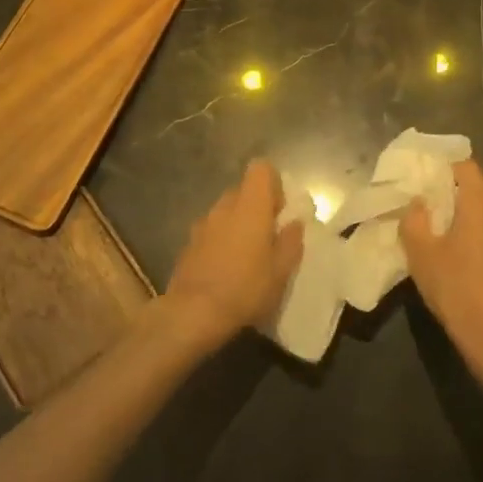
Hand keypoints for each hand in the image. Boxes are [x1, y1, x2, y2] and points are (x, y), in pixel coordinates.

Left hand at [164, 160, 303, 348]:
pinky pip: (211, 230)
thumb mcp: (281, 271)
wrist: (193, 313)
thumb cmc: (246, 288)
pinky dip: (221, 240)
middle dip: (256, 206)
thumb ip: (291, 241)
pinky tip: (225, 269)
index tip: (280, 210)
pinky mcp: (188, 243)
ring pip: (226, 211)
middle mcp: (224, 206)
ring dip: (238, 224)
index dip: (273, 183)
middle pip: (243, 190)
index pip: (261, 168)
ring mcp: (203, 223)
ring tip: (247, 256)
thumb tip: (294, 223)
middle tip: (268, 236)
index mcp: (250, 206)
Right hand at [402, 160, 482, 379]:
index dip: (446, 164)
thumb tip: (418, 203)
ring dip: (472, 221)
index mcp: (481, 205)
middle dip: (456, 195)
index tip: (427, 173)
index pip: (466, 166)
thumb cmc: (456, 289)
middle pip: (480, 192)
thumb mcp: (421, 254)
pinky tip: (472, 265)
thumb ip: (414, 220)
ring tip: (450, 238)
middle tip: (431, 207)